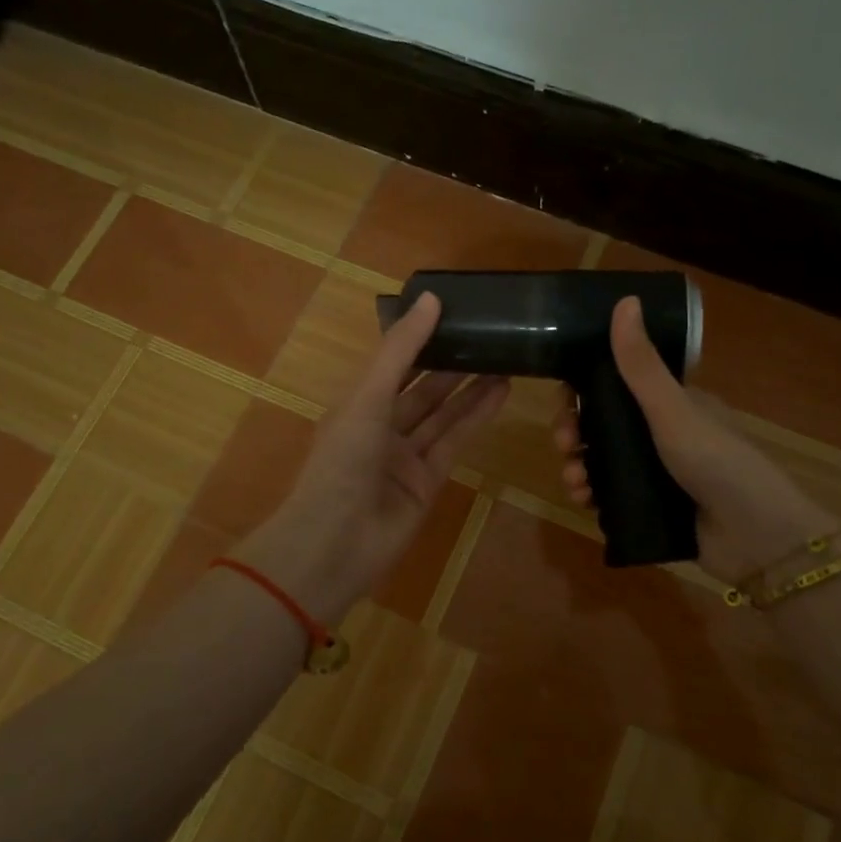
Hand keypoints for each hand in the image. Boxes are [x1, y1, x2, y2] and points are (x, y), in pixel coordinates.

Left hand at [241, 293, 507, 622]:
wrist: (336, 542)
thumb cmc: (343, 460)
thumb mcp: (368, 396)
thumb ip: (401, 350)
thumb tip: (431, 299)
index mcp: (357, 403)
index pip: (393, 362)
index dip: (420, 337)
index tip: (452, 312)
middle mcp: (380, 426)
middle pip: (422, 388)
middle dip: (452, 363)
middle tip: (489, 336)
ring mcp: (405, 456)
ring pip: (443, 414)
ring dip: (471, 388)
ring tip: (505, 359)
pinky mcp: (428, 481)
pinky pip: (455, 441)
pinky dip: (477, 417)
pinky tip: (501, 393)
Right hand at [553, 296, 840, 582]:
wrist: (755, 537)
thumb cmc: (716, 461)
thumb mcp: (673, 409)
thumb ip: (642, 364)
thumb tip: (624, 300)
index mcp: (671, 402)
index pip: (616, 384)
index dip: (583, 390)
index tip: (563, 400)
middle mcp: (662, 433)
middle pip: (602, 424)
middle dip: (574, 432)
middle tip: (564, 445)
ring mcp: (657, 472)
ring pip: (602, 461)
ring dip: (578, 466)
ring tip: (574, 481)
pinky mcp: (652, 507)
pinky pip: (610, 495)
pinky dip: (591, 494)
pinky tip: (583, 501)